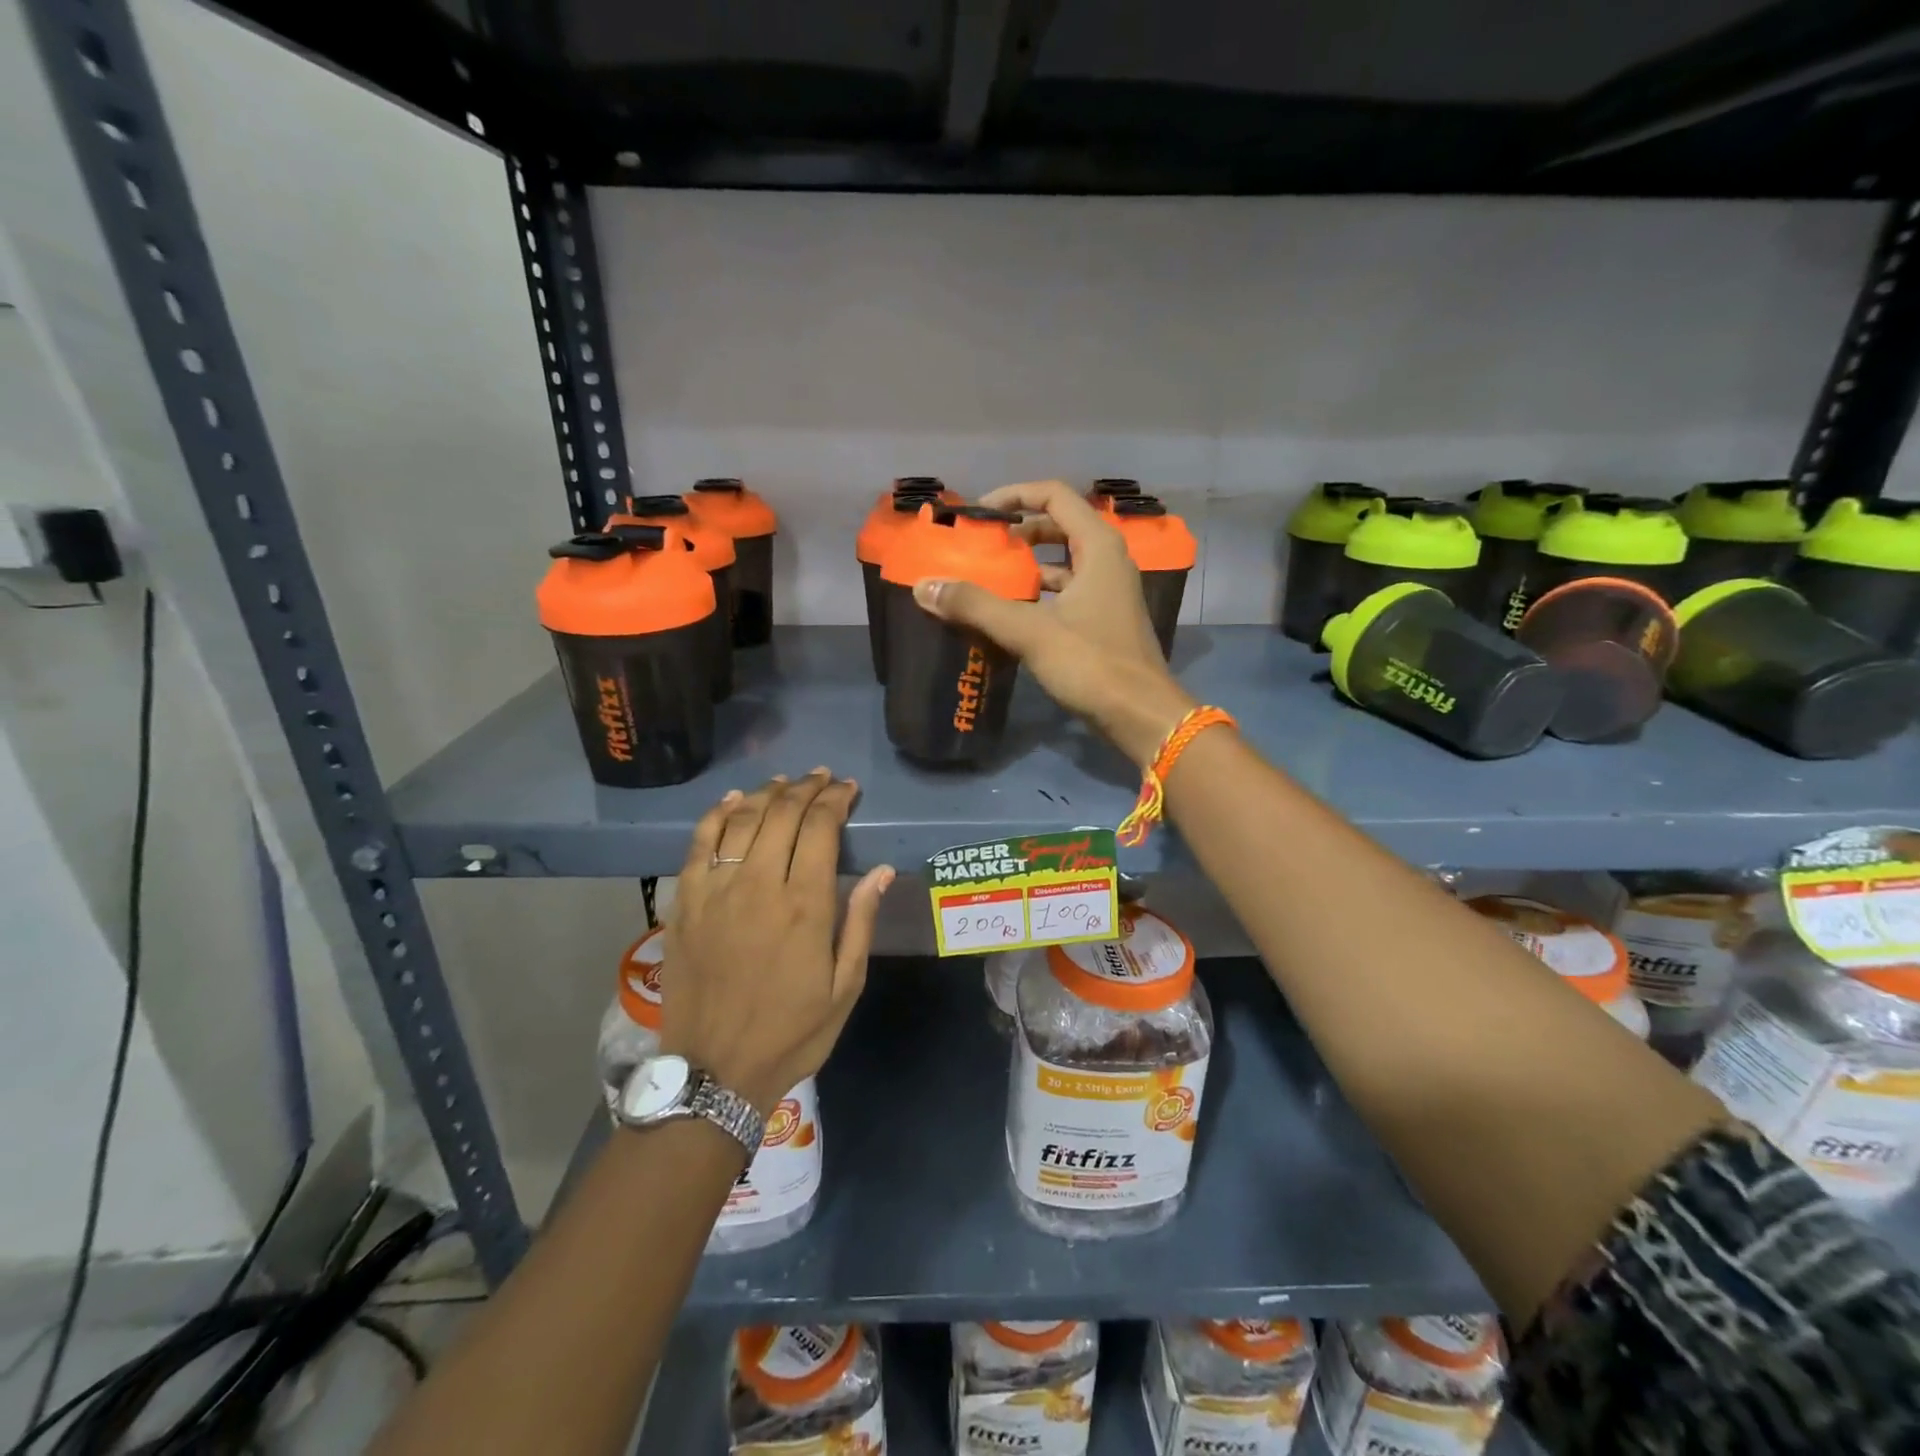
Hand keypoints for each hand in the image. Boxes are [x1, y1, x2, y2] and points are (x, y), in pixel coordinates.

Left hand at [659, 771, 893, 1115]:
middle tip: (822, 778)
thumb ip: (861, 923)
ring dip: (766, 793)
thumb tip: (882, 872)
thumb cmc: (791, 1033)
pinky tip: (732, 801)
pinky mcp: (685, 903)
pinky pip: (699, 844)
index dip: (835, 800)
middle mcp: (759, 885)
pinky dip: (716, 815)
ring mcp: (716, 891)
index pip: (820, 828)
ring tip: (785, 782)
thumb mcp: (845, 987)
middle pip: (782, 814)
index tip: (847, 789)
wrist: (714, 1072)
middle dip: (806, 788)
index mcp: (804, 905)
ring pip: (741, 820)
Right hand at [911, 481, 1195, 765]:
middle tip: (980, 547)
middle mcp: (1107, 561)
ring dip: (1026, 567)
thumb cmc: (1092, 664)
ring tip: (987, 579)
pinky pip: (1066, 592)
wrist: (1141, 716)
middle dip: (1018, 533)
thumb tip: (925, 586)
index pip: (1054, 495)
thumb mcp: (1030, 631)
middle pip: (1058, 527)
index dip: (1014, 495)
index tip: (979, 513)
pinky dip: (1038, 595)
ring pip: (1062, 563)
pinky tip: (1010, 614)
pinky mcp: (1104, 621)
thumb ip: (976, 605)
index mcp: (1098, 547)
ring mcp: (1109, 592)